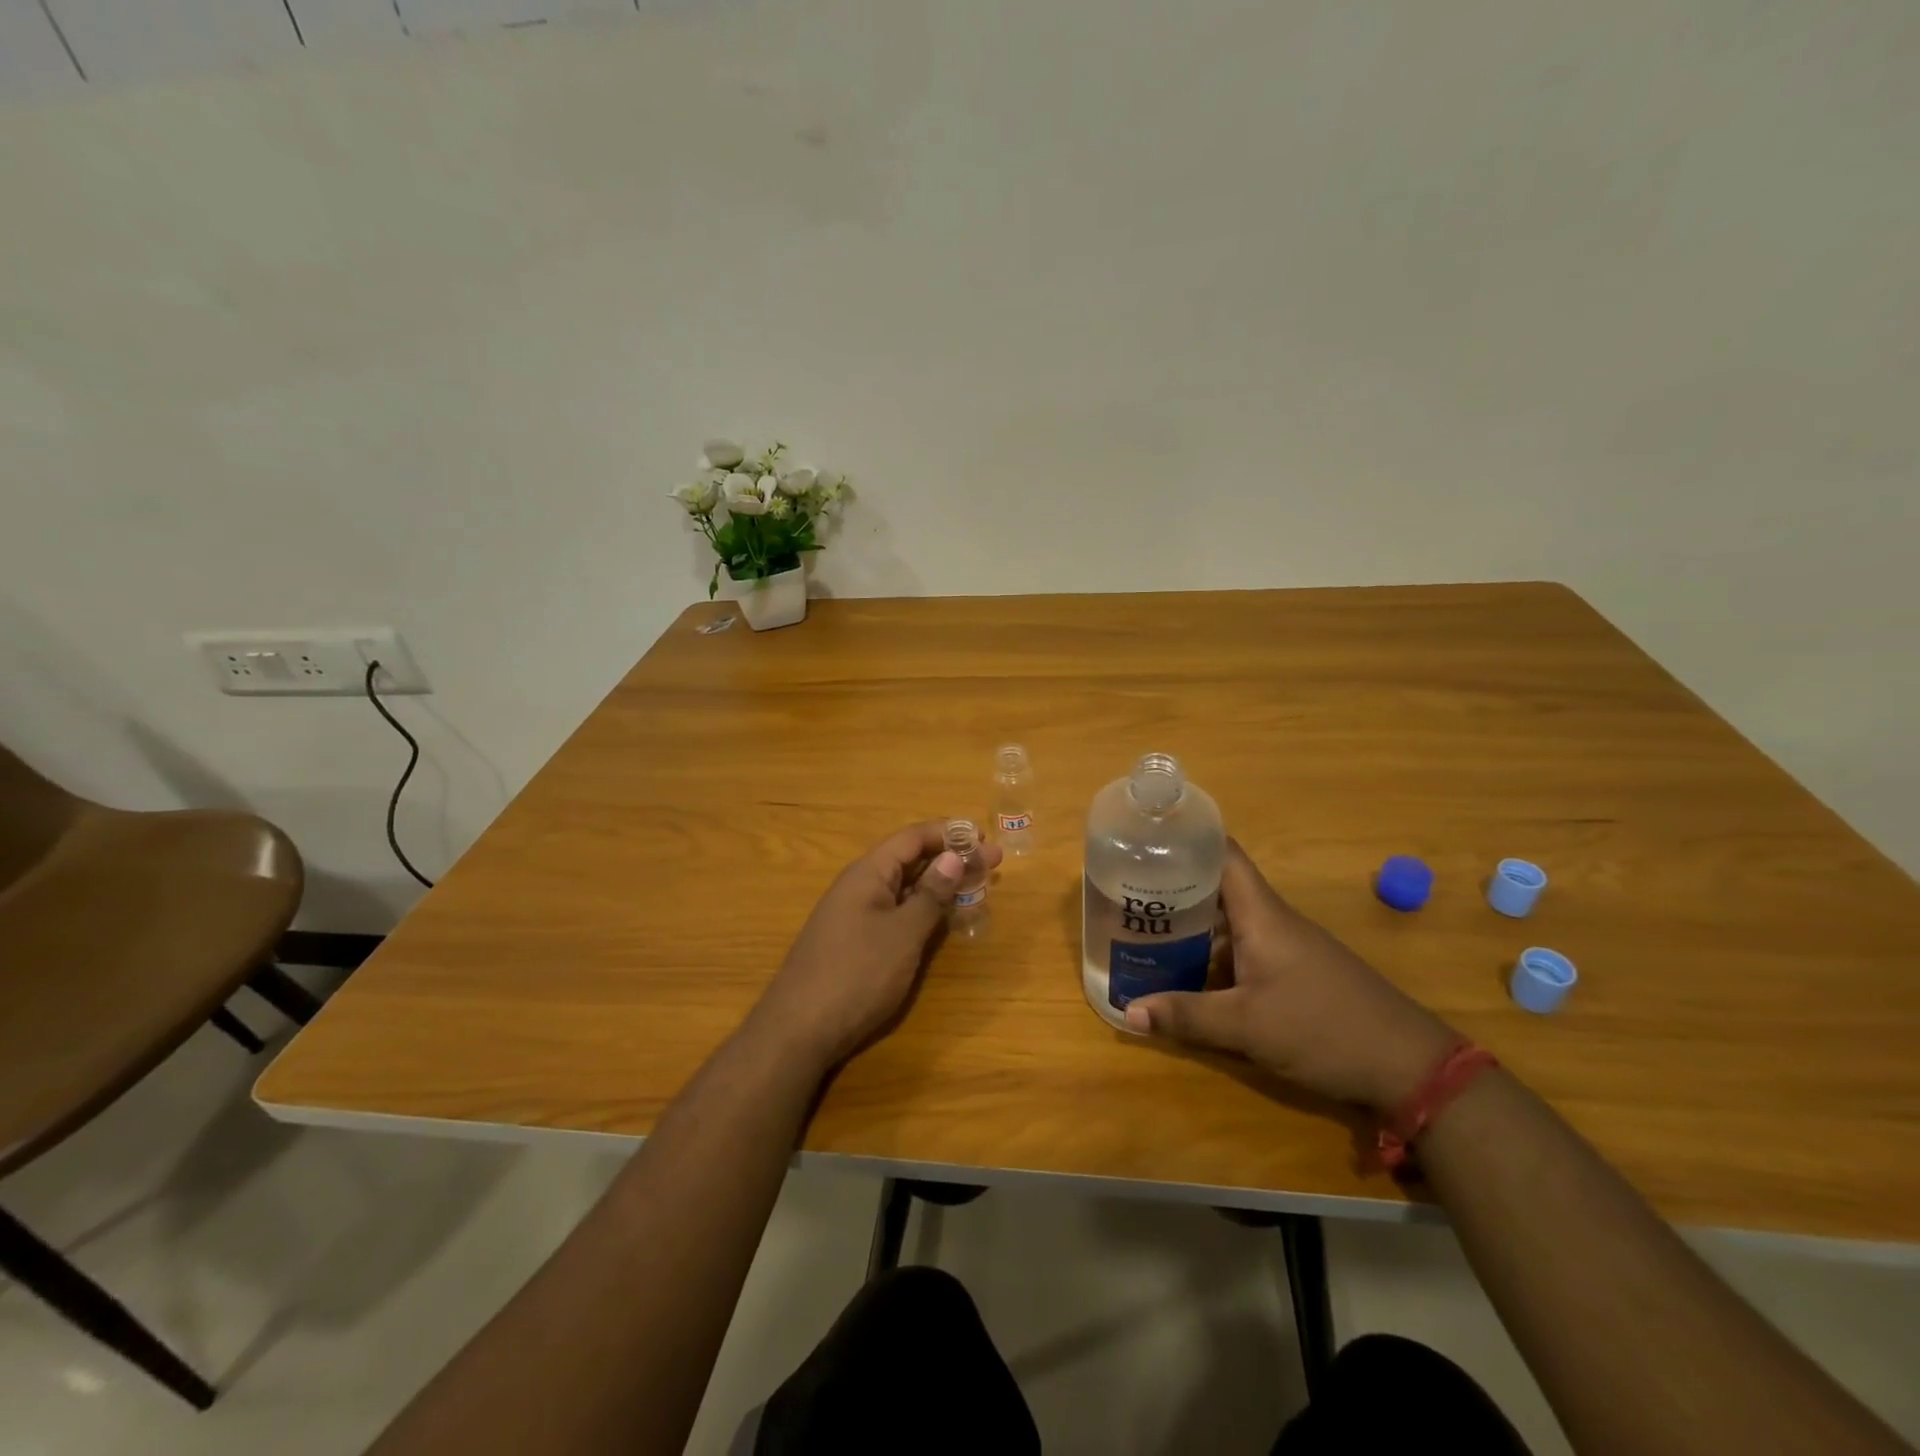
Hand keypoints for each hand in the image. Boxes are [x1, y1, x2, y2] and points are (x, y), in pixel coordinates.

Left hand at [750, 821, 1002, 1074]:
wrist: (799, 1030)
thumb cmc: (857, 974)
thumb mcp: (902, 933)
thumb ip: (930, 895)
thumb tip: (953, 857)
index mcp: (868, 873)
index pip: (912, 838)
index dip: (949, 834)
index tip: (985, 839)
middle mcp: (859, 886)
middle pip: (910, 860)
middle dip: (951, 858)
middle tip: (994, 864)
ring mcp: (855, 916)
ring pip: (904, 888)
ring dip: (939, 884)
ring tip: (976, 887)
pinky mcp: (855, 943)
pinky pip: (895, 912)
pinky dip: (923, 909)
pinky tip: (942, 920)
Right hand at [1125, 840, 1455, 1110]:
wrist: (1411, 1067)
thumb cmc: (1324, 1030)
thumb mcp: (1247, 1027)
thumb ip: (1186, 1016)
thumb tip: (1127, 1012)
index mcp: (1261, 914)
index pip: (1223, 852)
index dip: (1187, 837)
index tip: (1147, 836)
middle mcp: (1273, 920)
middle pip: (1219, 886)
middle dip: (1174, 886)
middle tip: (1128, 891)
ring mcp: (1288, 945)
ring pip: (1230, 921)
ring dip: (1192, 924)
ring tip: (1146, 930)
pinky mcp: (1297, 971)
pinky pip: (1245, 948)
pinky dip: (1214, 953)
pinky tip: (1190, 973)